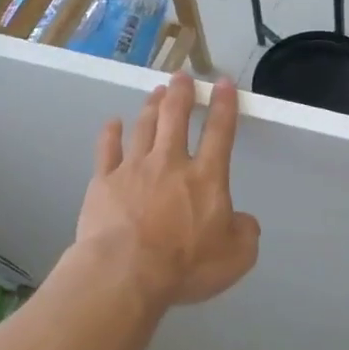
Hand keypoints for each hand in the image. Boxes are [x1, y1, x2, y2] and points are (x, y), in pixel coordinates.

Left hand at [76, 73, 260, 307]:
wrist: (126, 272)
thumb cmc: (185, 266)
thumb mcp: (236, 257)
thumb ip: (245, 233)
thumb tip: (244, 221)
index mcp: (206, 178)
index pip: (219, 132)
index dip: (223, 105)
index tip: (222, 84)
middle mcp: (170, 163)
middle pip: (175, 117)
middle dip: (181, 93)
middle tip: (181, 76)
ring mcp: (133, 169)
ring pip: (144, 127)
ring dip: (152, 106)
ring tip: (157, 92)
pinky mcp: (104, 182)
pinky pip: (107, 149)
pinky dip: (110, 133)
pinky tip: (113, 123)